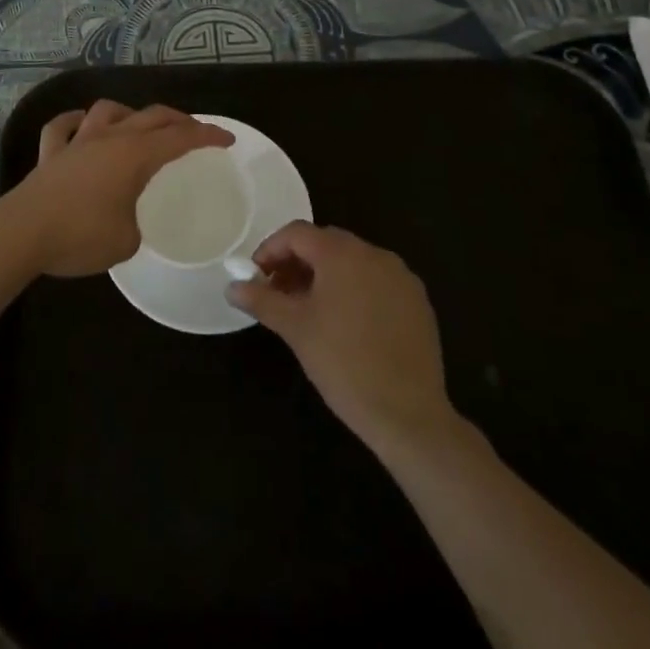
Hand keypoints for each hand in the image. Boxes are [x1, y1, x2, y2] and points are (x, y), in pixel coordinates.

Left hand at [4, 101, 233, 277]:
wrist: (23, 232)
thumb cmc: (80, 236)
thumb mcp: (126, 241)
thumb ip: (135, 226)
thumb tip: (128, 222)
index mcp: (134, 155)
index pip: (180, 139)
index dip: (207, 136)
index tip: (227, 139)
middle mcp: (109, 139)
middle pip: (150, 117)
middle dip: (177, 121)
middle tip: (194, 132)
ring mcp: (77, 142)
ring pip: (107, 111)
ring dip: (128, 113)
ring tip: (138, 125)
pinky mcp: (50, 154)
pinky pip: (61, 127)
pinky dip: (74, 122)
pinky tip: (80, 125)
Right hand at [227, 222, 459, 451]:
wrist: (409, 415)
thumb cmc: (343, 363)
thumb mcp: (295, 329)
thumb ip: (261, 300)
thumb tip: (231, 287)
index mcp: (342, 253)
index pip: (297, 233)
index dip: (270, 250)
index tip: (256, 277)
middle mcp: (374, 254)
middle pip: (325, 244)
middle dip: (296, 263)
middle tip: (278, 293)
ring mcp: (401, 277)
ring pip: (352, 263)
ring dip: (324, 276)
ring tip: (308, 310)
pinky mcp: (418, 302)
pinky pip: (376, 282)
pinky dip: (354, 290)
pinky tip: (345, 324)